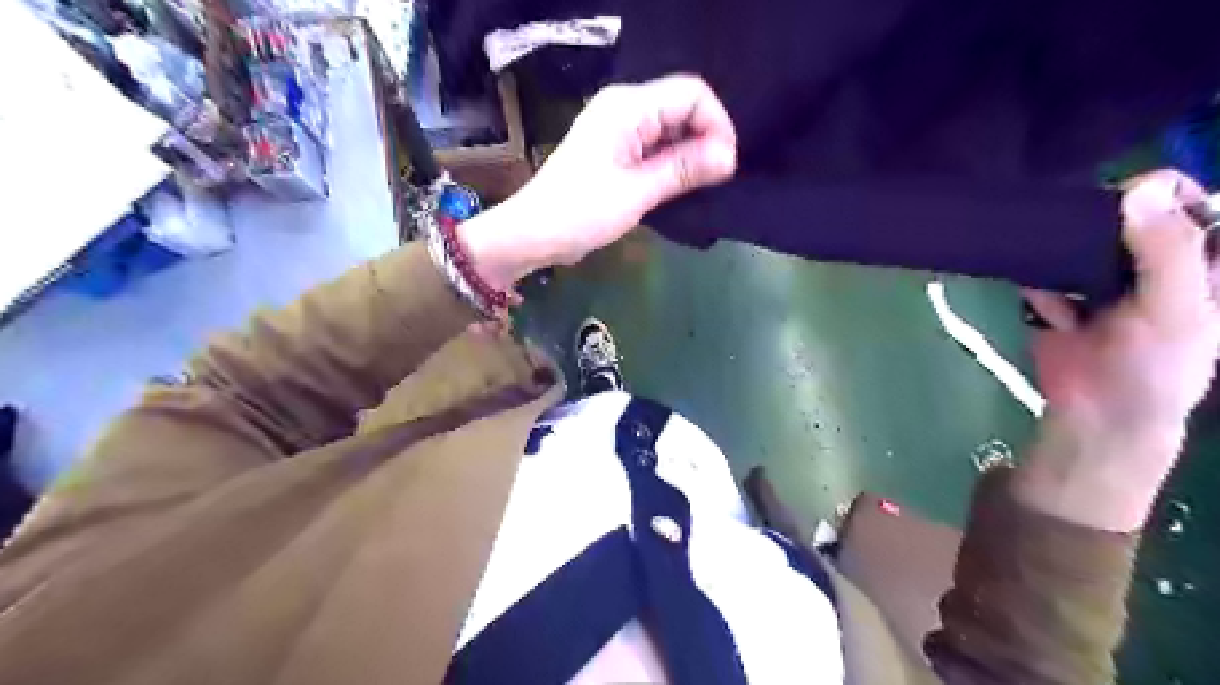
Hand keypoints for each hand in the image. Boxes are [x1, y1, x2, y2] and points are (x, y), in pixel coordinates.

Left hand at [458, 73, 738, 287]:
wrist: (533, 234)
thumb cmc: (580, 212)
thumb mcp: (636, 192)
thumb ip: (682, 169)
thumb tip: (728, 157)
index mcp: (627, 107)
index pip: (691, 94)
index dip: (716, 124)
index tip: (726, 165)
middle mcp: (624, 108)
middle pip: (682, 107)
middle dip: (706, 139)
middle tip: (716, 180)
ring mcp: (618, 129)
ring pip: (671, 128)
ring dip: (690, 154)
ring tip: (701, 186)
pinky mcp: (615, 150)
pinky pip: (655, 146)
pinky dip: (672, 162)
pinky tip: (680, 186)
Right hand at [1018, 169, 1213, 530]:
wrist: (1095, 413)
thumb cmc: (1156, 366)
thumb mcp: (1176, 308)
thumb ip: (1165, 250)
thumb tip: (1136, 189)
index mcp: (1201, 258)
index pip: (1187, 200)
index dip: (1160, 193)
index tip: (1124, 204)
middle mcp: (1151, 259)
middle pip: (1122, 215)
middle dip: (1097, 228)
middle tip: (1083, 248)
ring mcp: (1100, 277)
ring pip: (1075, 242)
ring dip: (1063, 263)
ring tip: (1069, 298)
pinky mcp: (1058, 295)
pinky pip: (1043, 273)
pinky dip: (1042, 291)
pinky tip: (1054, 317)